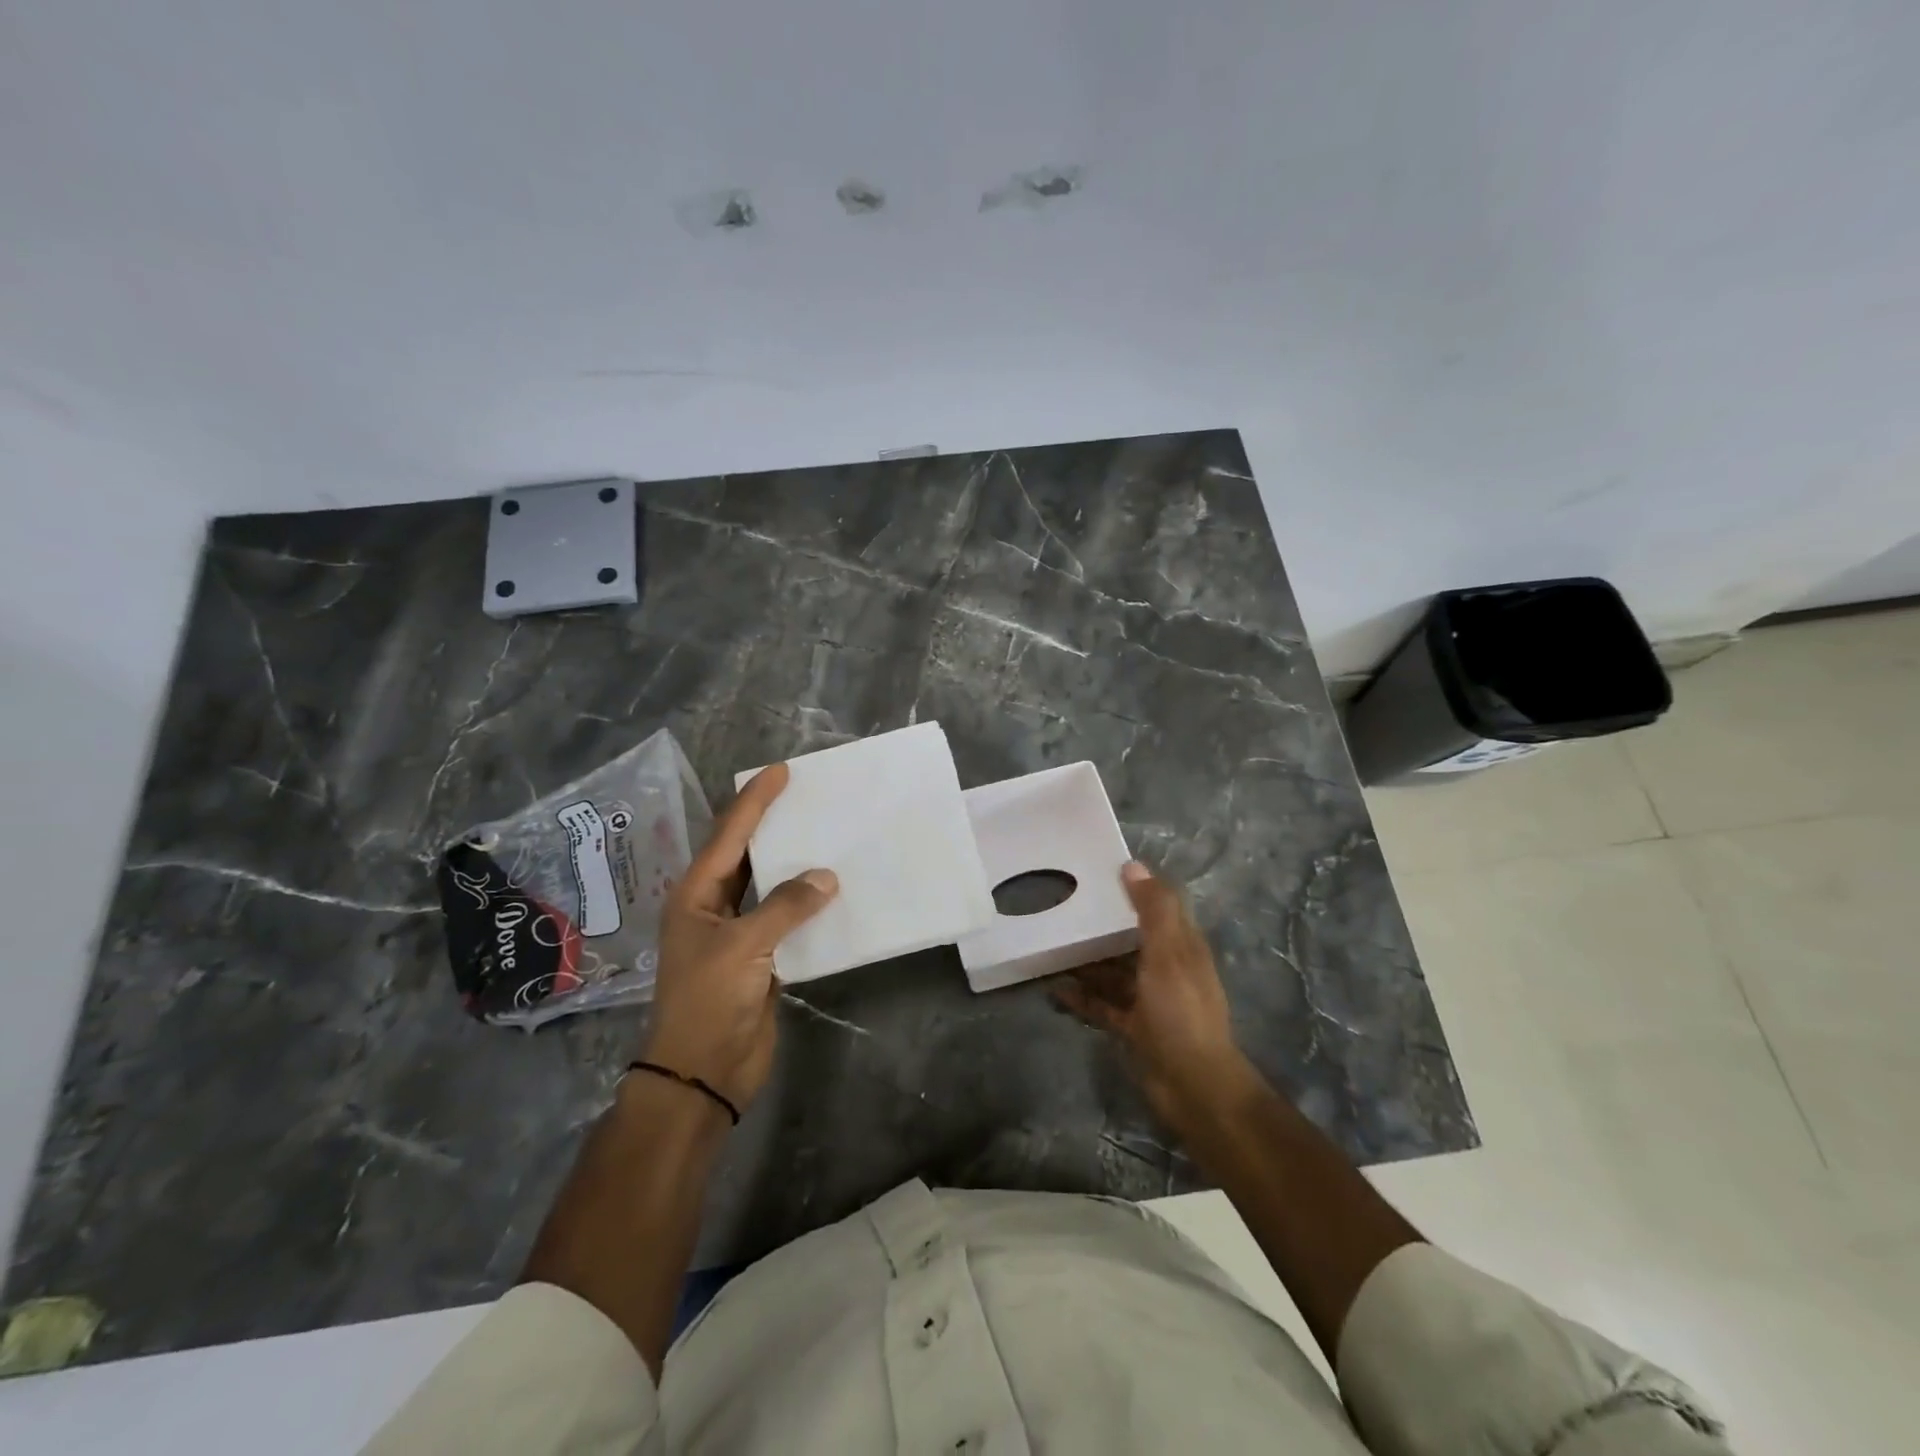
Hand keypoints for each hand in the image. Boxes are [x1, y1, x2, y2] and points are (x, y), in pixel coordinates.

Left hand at [645, 763, 837, 1110]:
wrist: (702, 1073)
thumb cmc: (709, 1001)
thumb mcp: (743, 947)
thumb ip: (785, 907)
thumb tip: (827, 877)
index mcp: (696, 894)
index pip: (729, 835)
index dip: (754, 801)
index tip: (781, 771)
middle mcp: (715, 906)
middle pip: (748, 854)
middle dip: (774, 825)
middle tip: (809, 797)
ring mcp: (739, 933)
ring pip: (771, 886)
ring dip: (796, 864)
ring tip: (827, 835)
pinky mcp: (762, 958)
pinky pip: (788, 919)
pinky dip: (809, 904)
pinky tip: (835, 890)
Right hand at [1053, 862, 1251, 1130]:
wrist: (1192, 1086)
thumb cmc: (1180, 1011)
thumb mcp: (1168, 954)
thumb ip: (1153, 910)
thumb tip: (1133, 865)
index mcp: (1182, 946)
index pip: (1160, 906)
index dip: (1134, 887)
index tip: (1099, 871)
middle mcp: (1166, 968)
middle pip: (1131, 937)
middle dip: (1103, 923)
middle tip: (1064, 906)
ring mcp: (1149, 999)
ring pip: (1114, 971)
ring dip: (1087, 960)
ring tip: (1051, 945)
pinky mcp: (1133, 1026)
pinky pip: (1102, 1004)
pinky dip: (1081, 996)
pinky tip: (1054, 988)